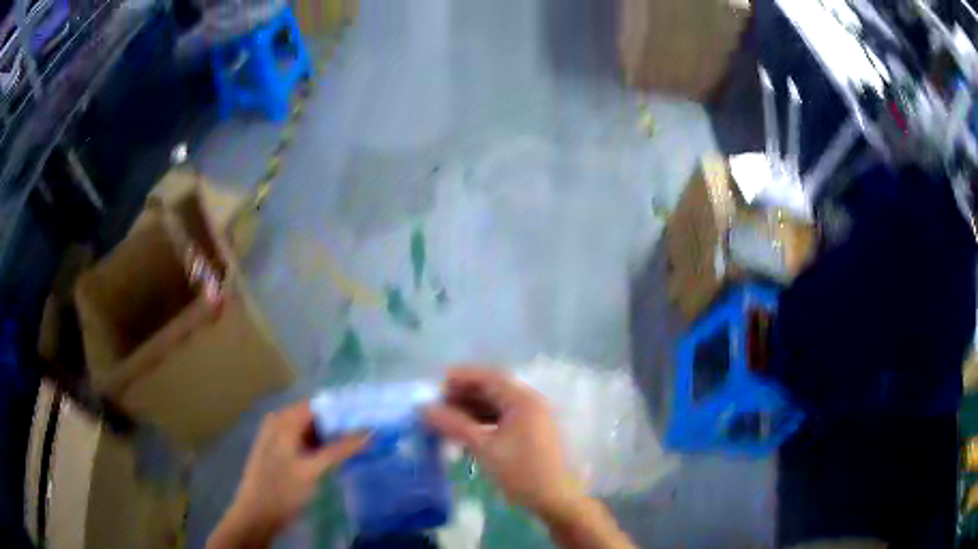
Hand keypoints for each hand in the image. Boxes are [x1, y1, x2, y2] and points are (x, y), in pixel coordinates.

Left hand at [208, 401, 367, 547]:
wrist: (257, 514)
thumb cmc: (283, 489)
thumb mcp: (314, 469)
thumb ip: (341, 449)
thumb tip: (371, 432)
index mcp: (284, 420)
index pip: (321, 404)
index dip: (346, 409)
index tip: (371, 418)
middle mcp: (280, 421)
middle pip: (317, 416)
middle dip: (342, 425)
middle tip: (370, 434)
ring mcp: (278, 437)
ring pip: (312, 430)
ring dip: (333, 437)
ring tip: (360, 445)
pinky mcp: (281, 452)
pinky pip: (305, 441)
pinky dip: (322, 447)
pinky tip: (339, 457)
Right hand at [425, 367, 584, 517]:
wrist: (555, 500)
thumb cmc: (521, 472)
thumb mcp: (484, 448)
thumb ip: (454, 425)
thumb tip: (424, 409)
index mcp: (523, 401)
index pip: (489, 377)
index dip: (461, 377)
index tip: (435, 386)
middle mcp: (531, 404)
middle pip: (493, 390)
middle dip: (464, 395)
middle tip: (437, 406)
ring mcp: (533, 419)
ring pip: (498, 406)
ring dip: (472, 410)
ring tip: (446, 420)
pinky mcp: (532, 434)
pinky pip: (504, 420)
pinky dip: (484, 422)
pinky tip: (467, 433)